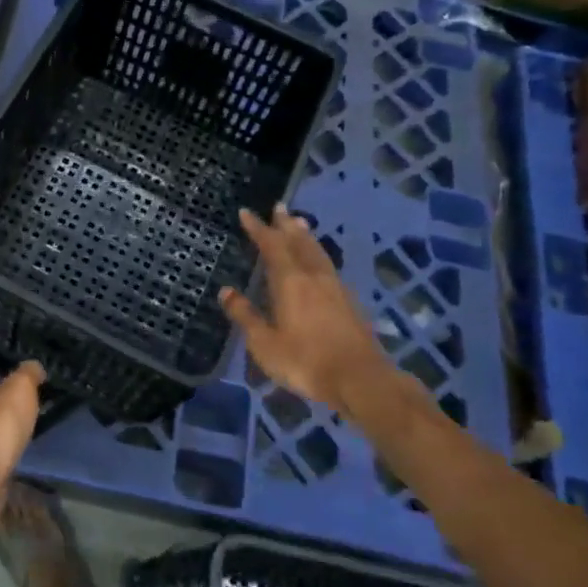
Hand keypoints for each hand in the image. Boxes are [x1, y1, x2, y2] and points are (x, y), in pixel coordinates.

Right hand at [220, 205, 407, 414]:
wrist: (361, 379)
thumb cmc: (305, 361)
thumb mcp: (264, 343)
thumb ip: (245, 315)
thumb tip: (226, 291)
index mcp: (290, 282)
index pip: (271, 246)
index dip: (258, 228)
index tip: (246, 212)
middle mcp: (313, 277)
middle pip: (299, 242)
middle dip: (286, 224)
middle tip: (279, 207)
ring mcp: (335, 288)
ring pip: (317, 252)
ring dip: (306, 236)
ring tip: (300, 223)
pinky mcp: (350, 302)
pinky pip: (328, 266)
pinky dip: (318, 255)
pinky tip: (319, 263)